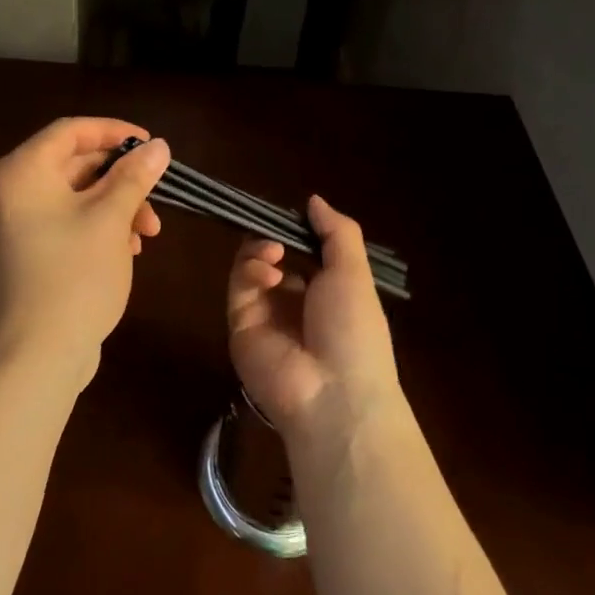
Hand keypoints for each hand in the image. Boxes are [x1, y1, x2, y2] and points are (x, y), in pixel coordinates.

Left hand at [0, 118, 169, 387]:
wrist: (35, 358)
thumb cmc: (74, 276)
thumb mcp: (111, 219)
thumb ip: (134, 176)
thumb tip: (158, 146)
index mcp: (21, 172)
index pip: (70, 131)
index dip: (114, 131)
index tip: (151, 145)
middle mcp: (8, 192)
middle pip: (73, 165)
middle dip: (120, 180)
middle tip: (156, 196)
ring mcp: (11, 226)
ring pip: (72, 197)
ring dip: (114, 207)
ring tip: (147, 235)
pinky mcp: (21, 255)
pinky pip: (62, 223)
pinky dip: (95, 228)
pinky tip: (126, 251)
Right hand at [226, 195, 401, 449]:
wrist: (333, 394)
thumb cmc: (355, 329)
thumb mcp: (355, 273)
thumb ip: (337, 231)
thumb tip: (313, 200)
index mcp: (327, 291)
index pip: (304, 251)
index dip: (296, 230)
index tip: (290, 212)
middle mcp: (295, 301)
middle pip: (273, 256)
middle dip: (273, 237)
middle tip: (276, 232)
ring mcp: (266, 314)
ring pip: (251, 267)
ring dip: (259, 251)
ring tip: (273, 253)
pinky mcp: (241, 326)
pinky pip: (238, 288)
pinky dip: (250, 271)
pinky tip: (268, 272)